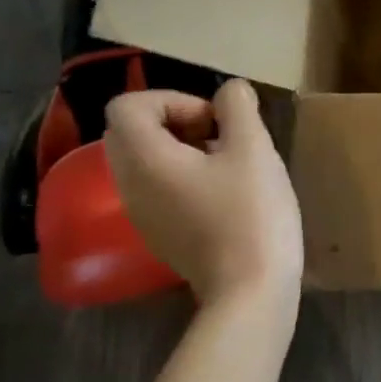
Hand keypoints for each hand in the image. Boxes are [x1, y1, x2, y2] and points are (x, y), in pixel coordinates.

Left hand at [103, 80, 303, 314]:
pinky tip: (227, 192)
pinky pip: (159, 188)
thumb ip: (238, 108)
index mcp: (144, 159)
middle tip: (221, 134)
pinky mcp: (161, 234)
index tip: (214, 119)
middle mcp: (130, 185)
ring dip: (183, 148)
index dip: (172, 98)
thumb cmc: (250, 213)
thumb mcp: (254, 149)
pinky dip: (185, 176)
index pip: (126, 106)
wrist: (250, 291)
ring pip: (146, 161)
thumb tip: (230, 90)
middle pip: (132, 132)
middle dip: (176, 120)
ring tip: (229, 162)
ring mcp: (143, 214)